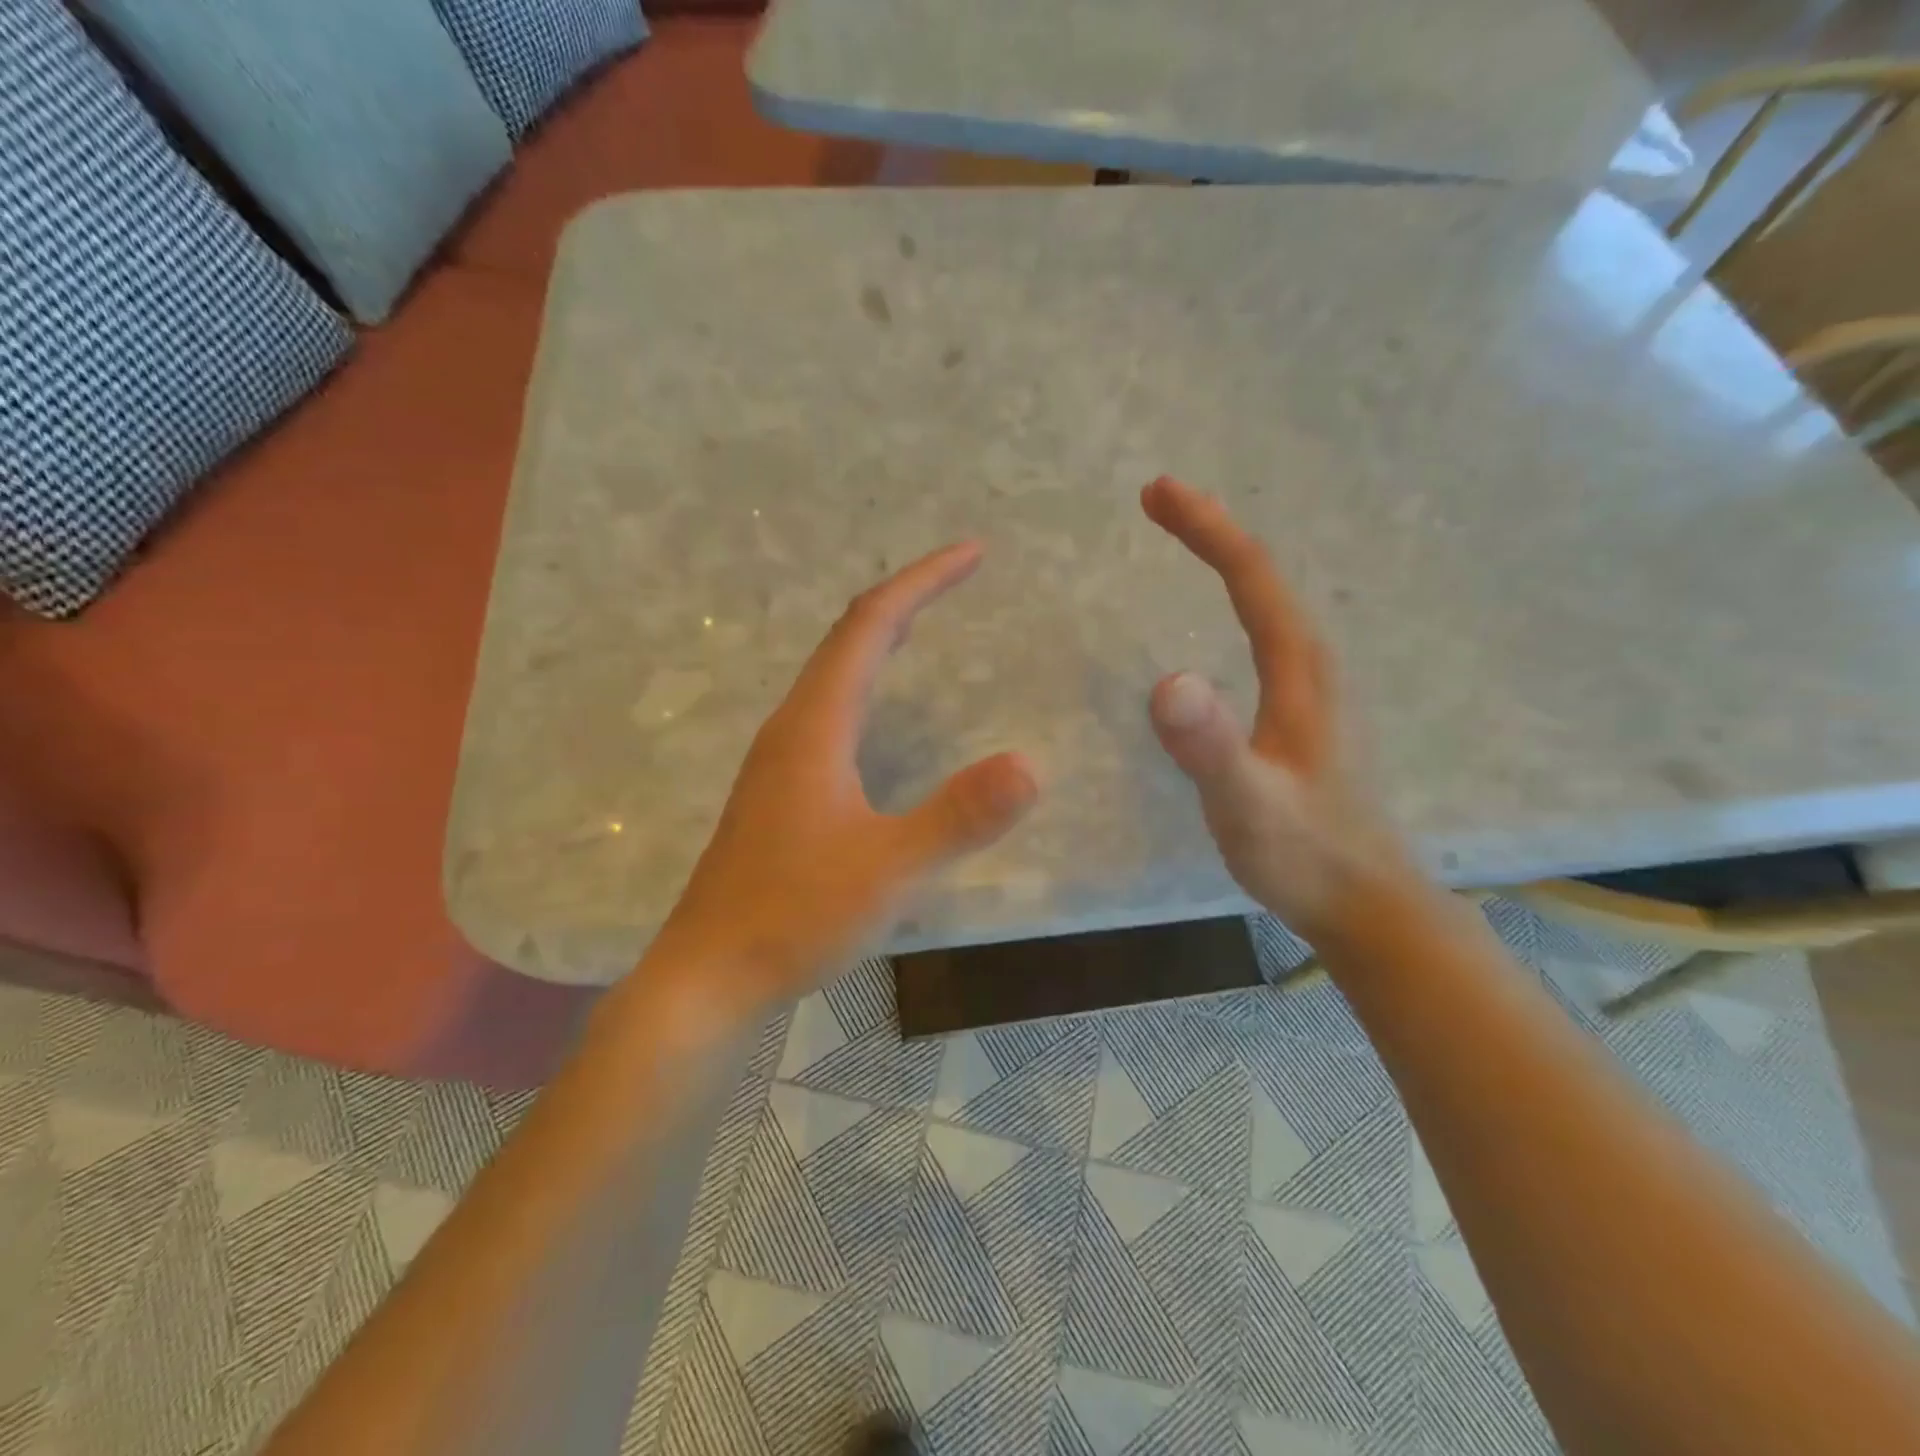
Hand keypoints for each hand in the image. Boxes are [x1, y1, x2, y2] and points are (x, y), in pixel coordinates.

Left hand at [644, 542, 1037, 1019]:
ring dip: (881, 637)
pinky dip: (866, 681)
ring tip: (926, 623)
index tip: (972, 553)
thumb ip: (959, 817)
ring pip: (834, 673)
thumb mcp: (889, 870)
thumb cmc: (794, 918)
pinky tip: (878, 711)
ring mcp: (779, 759)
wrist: (708, 975)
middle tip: (960, 576)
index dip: (922, 582)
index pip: (870, 626)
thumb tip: (1032, 764)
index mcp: (814, 727)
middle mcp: (792, 727)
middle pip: (848, 637)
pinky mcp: (779, 789)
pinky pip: (829, 708)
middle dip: (908, 597)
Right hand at [1142, 476, 1412, 940]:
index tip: (1156, 493)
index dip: (1206, 528)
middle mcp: (1315, 664)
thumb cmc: (1305, 856)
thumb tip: (1166, 680)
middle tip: (1158, 499)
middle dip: (1211, 529)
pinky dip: (1239, 599)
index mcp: (1302, 670)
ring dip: (1226, 559)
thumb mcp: (1249, 806)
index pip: (1253, 576)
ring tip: (1185, 535)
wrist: (1365, 903)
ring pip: (1270, 599)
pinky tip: (1225, 614)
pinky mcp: (1306, 711)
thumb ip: (1211, 748)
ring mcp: (1315, 688)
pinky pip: (1268, 631)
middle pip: (1264, 574)